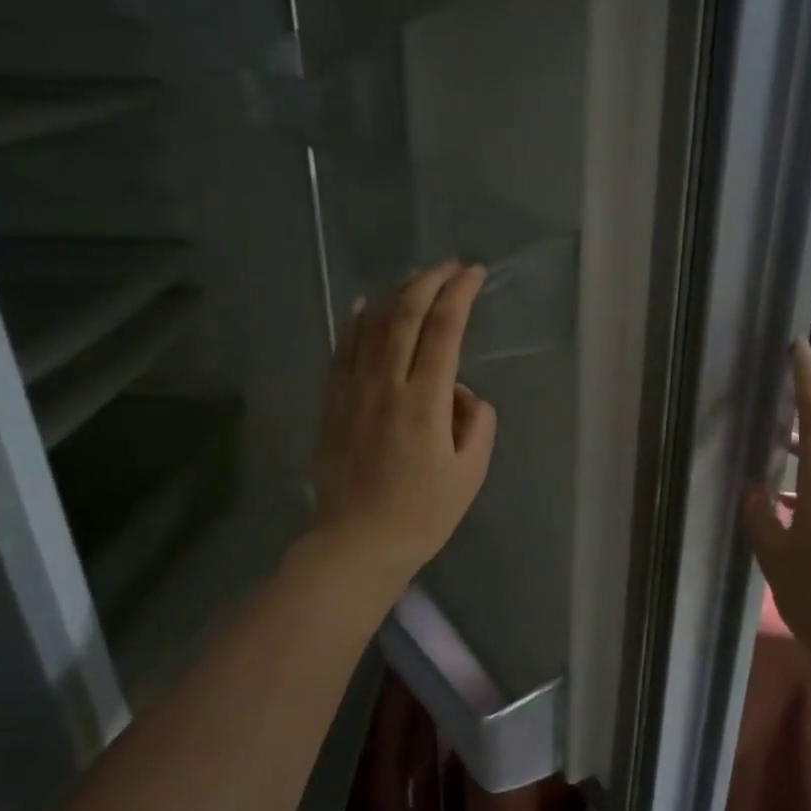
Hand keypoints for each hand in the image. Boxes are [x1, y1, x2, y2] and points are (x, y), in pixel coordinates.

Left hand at [308, 261, 497, 592]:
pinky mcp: (332, 403)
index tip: (475, 274)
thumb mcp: (471, 474)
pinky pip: (343, 349)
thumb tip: (461, 392)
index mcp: (424, 401)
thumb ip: (478, 423)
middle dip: (430, 280)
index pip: (444, 329)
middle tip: (450, 265)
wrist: (355, 544)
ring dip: (396, 292)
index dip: (460, 293)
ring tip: (416, 275)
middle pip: (406, 314)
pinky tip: (366, 304)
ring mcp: (352, 390)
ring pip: (372, 324)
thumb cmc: (421, 514)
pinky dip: (357, 321)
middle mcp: (386, 384)